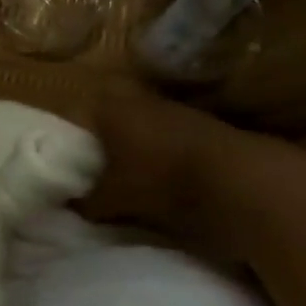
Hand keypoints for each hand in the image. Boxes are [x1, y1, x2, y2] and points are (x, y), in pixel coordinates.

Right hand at [81, 82, 257, 245]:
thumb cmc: (157, 180)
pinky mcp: (205, 126)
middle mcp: (139, 99)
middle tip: (99, 172)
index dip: (72, 137)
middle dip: (107, 143)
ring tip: (133, 180)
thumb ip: (86, 201)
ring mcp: (176, 110)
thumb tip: (70, 206)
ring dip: (138, 150)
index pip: (78, 114)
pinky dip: (165, 156)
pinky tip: (165, 181)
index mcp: (109, 108)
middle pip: (112, 119)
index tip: (70, 160)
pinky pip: (171, 139)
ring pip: (143, 128)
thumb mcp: (111, 199)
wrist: (236, 180)